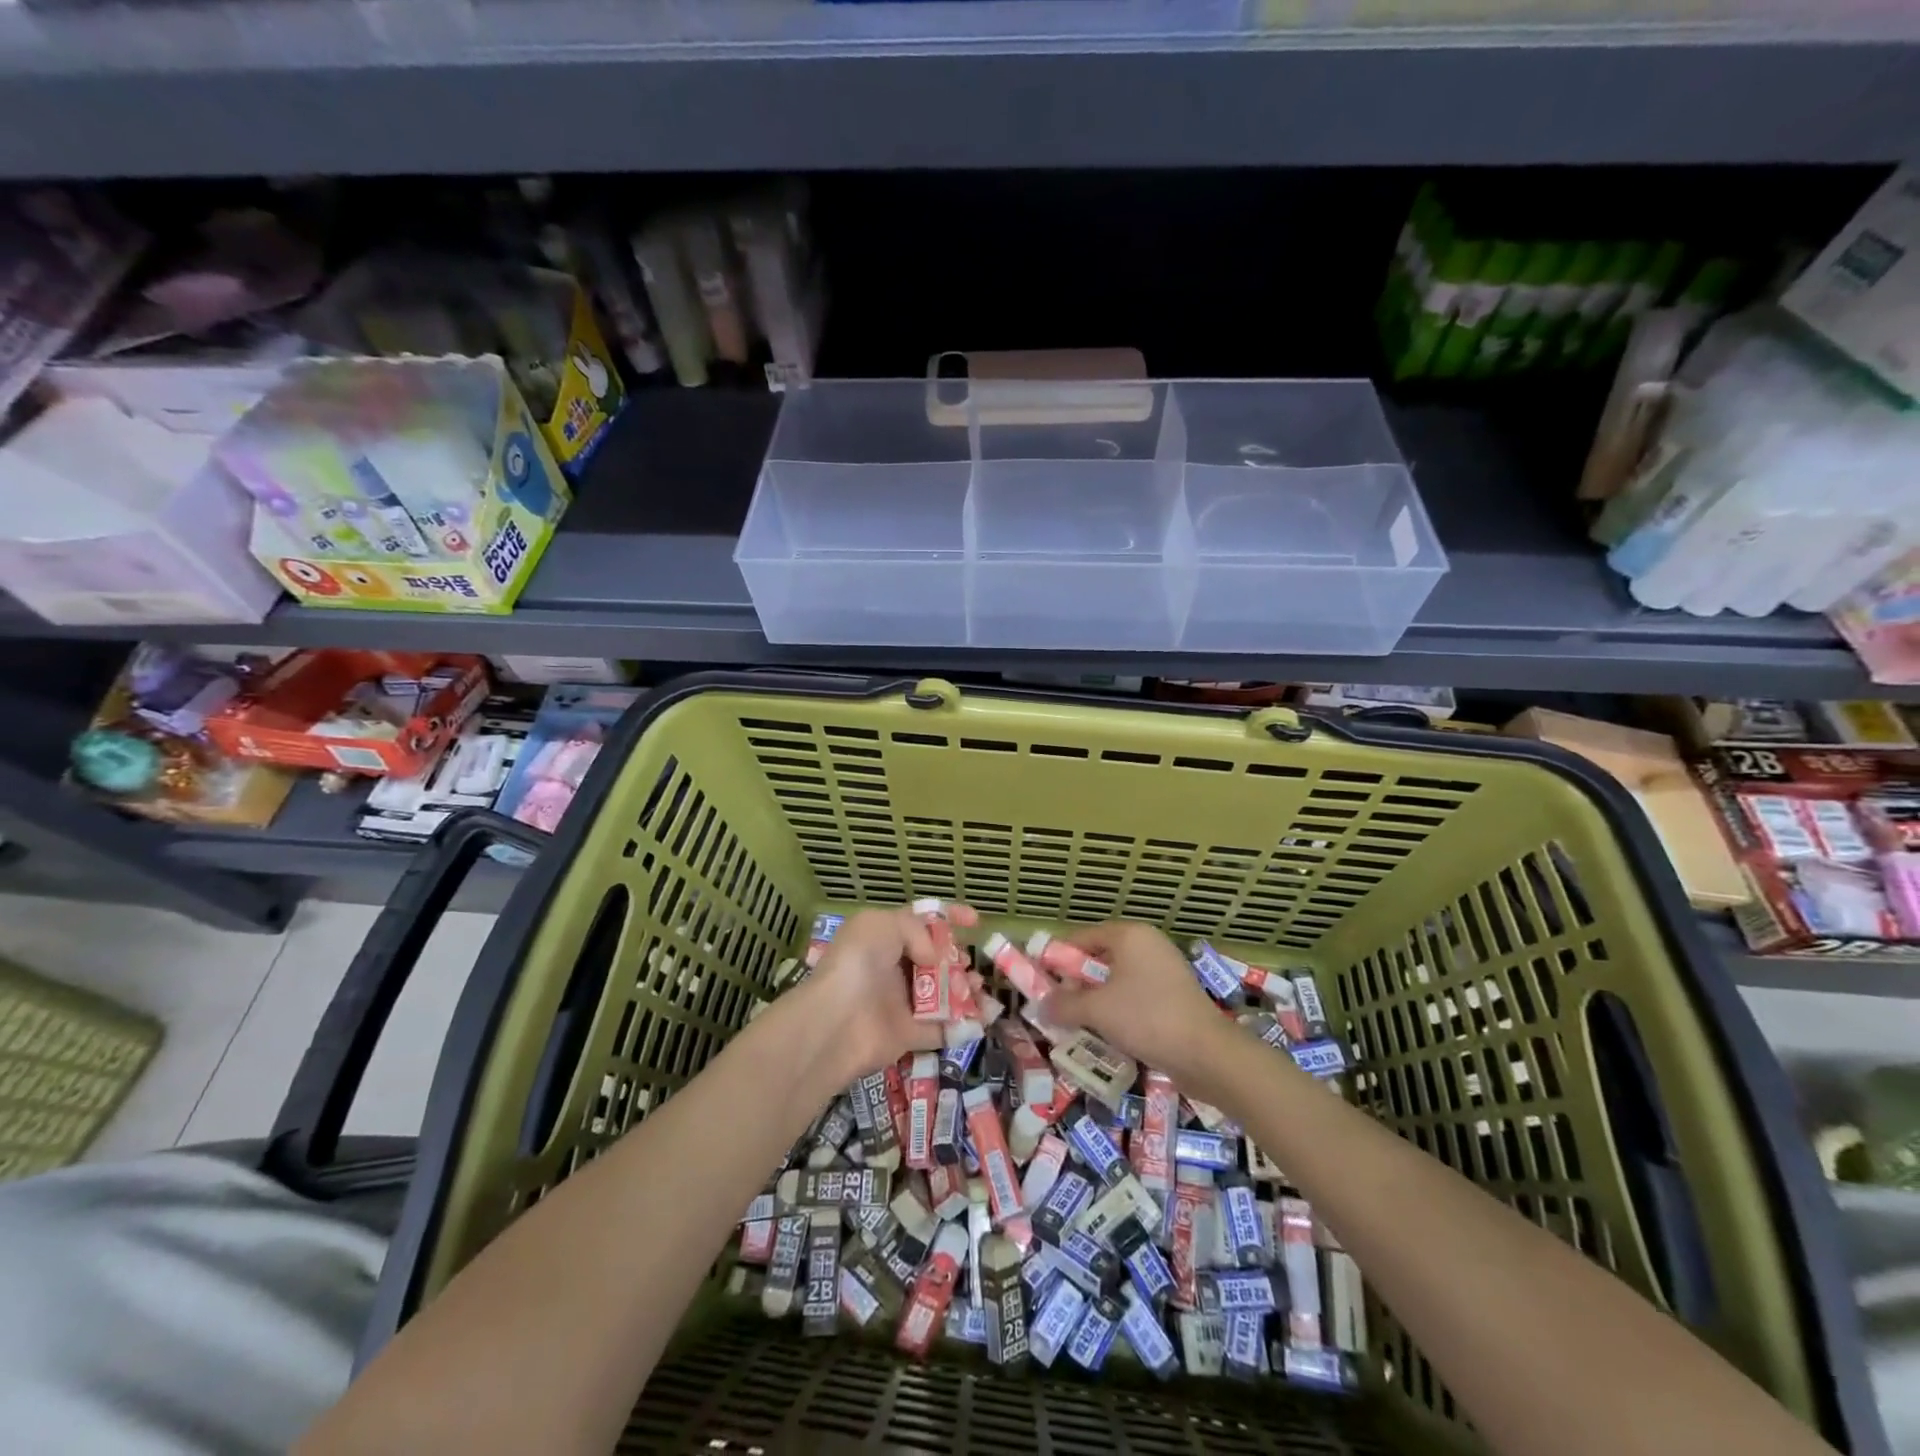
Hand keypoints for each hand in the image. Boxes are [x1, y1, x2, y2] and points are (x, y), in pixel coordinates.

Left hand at [801, 902, 979, 1078]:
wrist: (838, 1020)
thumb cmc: (859, 963)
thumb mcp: (883, 924)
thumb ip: (916, 930)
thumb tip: (933, 958)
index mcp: (884, 938)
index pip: (921, 921)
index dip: (948, 917)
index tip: (974, 921)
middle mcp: (894, 968)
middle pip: (935, 960)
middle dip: (958, 958)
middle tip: (969, 962)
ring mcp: (902, 1003)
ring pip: (943, 994)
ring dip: (966, 989)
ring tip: (979, 987)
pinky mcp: (909, 1035)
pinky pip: (943, 1029)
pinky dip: (964, 1025)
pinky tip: (983, 1017)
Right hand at [1038, 920, 1229, 1087]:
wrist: (1208, 1054)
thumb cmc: (1147, 1018)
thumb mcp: (1096, 1010)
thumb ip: (1063, 1004)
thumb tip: (1041, 1005)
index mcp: (1129, 935)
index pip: (1081, 938)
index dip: (1057, 959)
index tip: (1040, 982)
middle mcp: (1148, 945)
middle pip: (1099, 959)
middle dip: (1076, 984)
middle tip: (1057, 1007)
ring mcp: (1165, 970)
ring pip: (1117, 981)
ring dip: (1096, 1001)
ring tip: (1078, 1025)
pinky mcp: (1175, 996)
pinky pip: (1136, 997)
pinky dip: (1119, 1011)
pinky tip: (1108, 1034)